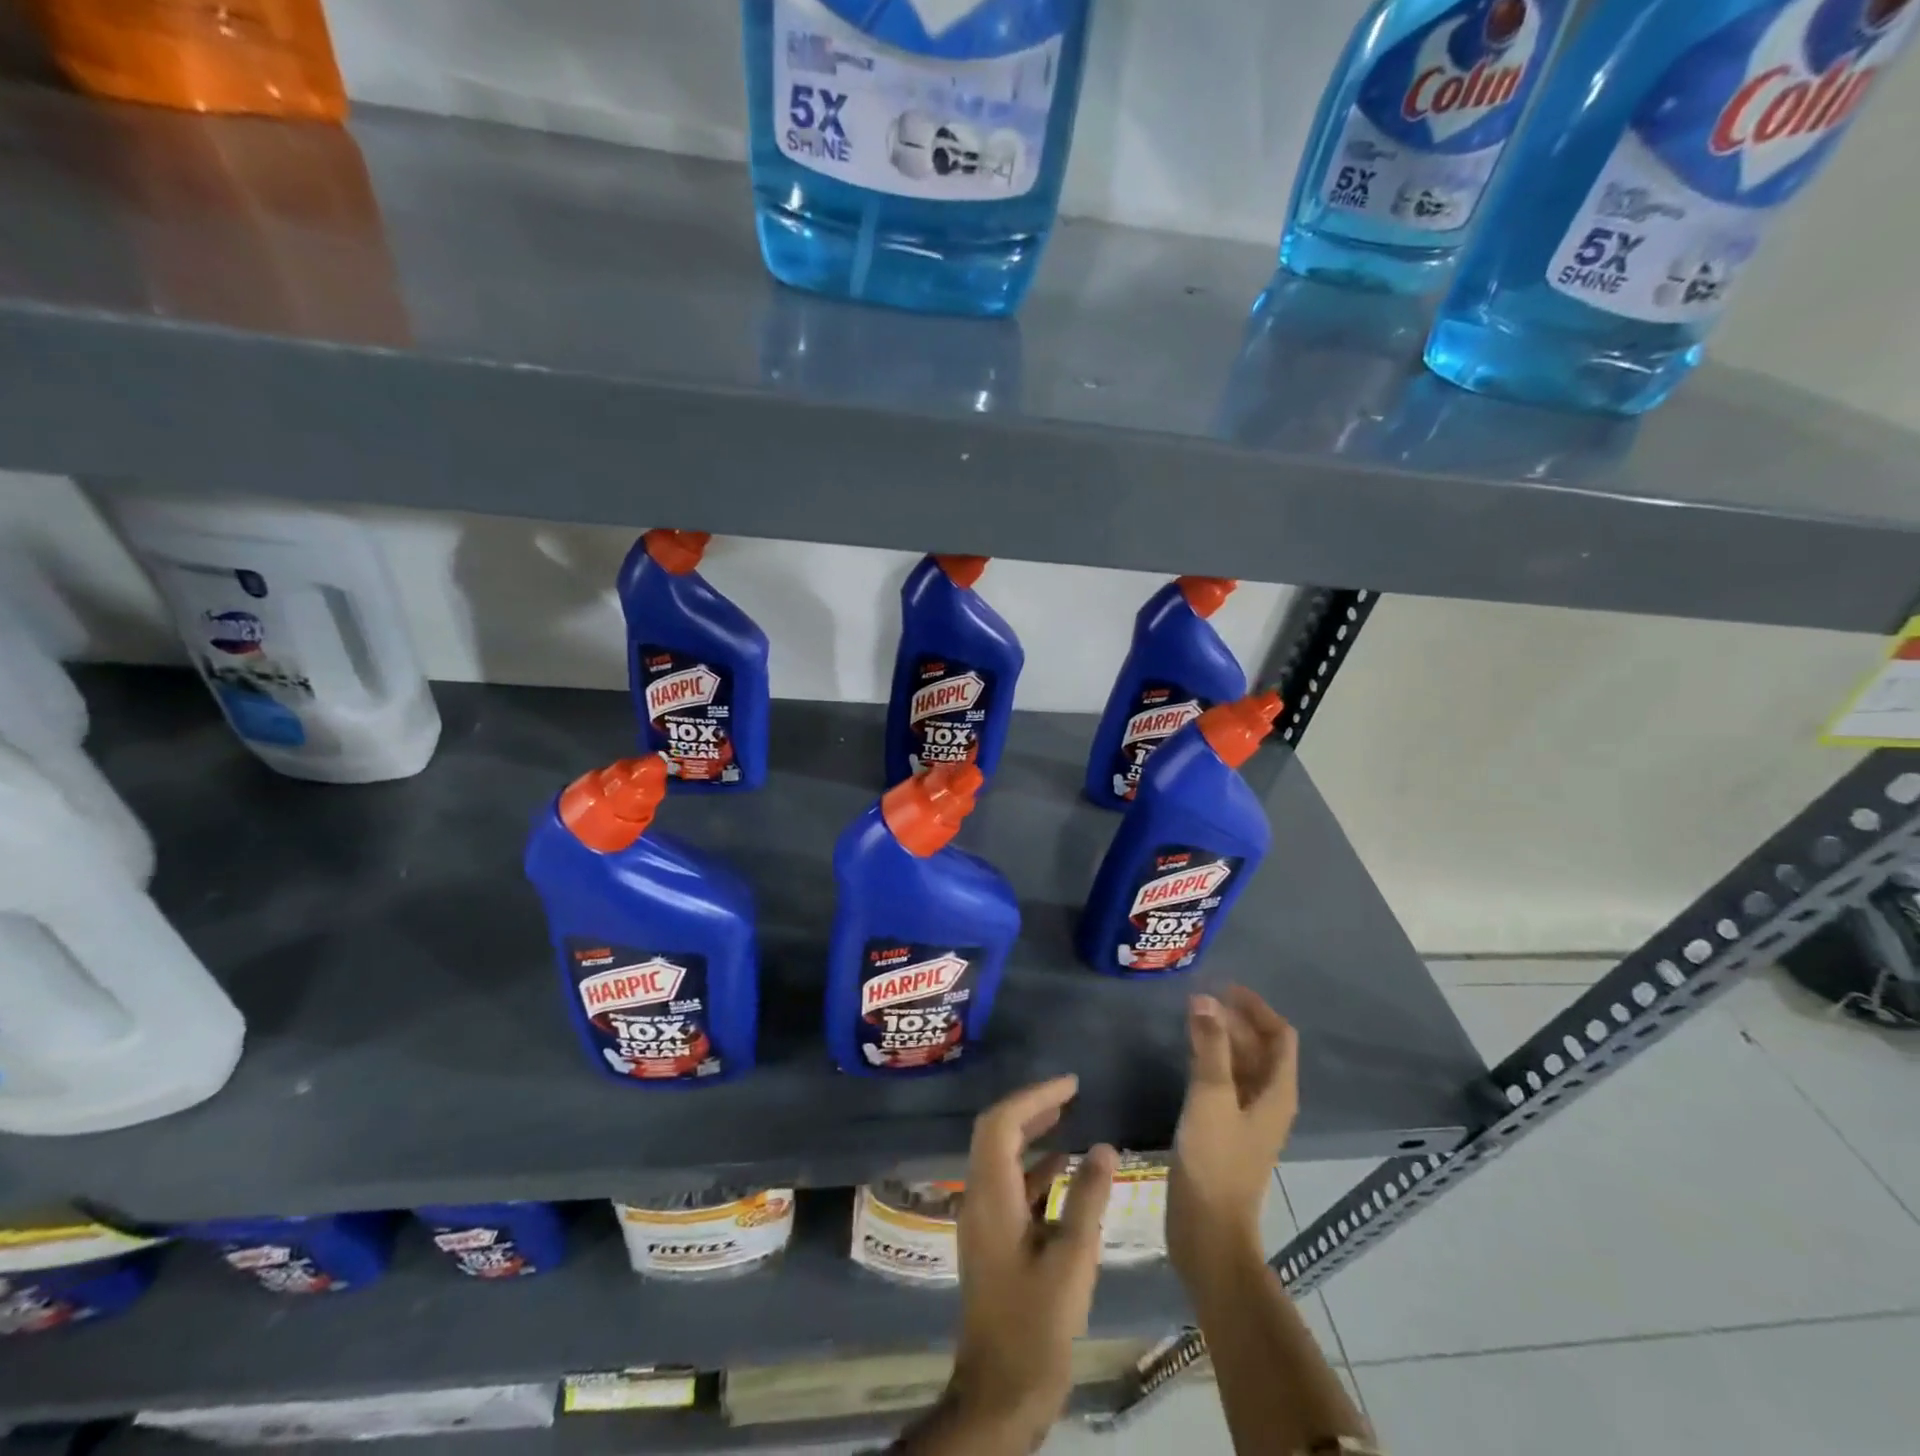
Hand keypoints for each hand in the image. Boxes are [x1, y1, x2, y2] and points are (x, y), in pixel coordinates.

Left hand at [950, 1077, 1116, 1439]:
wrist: (999, 1392)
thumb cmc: (1036, 1325)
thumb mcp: (1072, 1260)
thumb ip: (1087, 1199)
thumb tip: (1104, 1147)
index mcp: (990, 1195)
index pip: (1003, 1123)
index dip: (1035, 1096)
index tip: (1070, 1084)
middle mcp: (978, 1197)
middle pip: (996, 1132)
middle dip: (1031, 1107)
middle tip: (1068, 1093)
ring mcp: (982, 1219)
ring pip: (1001, 1157)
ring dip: (1031, 1134)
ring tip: (1067, 1117)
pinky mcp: (991, 1239)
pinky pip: (1008, 1185)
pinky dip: (1033, 1168)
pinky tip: (1062, 1169)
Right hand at [1167, 988, 1298, 1280]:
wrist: (1208, 1230)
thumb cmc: (1214, 1160)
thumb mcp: (1211, 1096)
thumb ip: (1210, 1046)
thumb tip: (1205, 999)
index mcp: (1277, 1092)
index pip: (1279, 1035)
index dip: (1256, 1007)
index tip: (1224, 986)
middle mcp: (1269, 1101)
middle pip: (1261, 1048)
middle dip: (1235, 1019)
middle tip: (1199, 998)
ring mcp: (1248, 1118)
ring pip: (1242, 1065)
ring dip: (1223, 1038)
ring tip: (1191, 1017)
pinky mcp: (1226, 1131)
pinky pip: (1226, 1082)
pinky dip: (1212, 1060)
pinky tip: (1187, 1055)